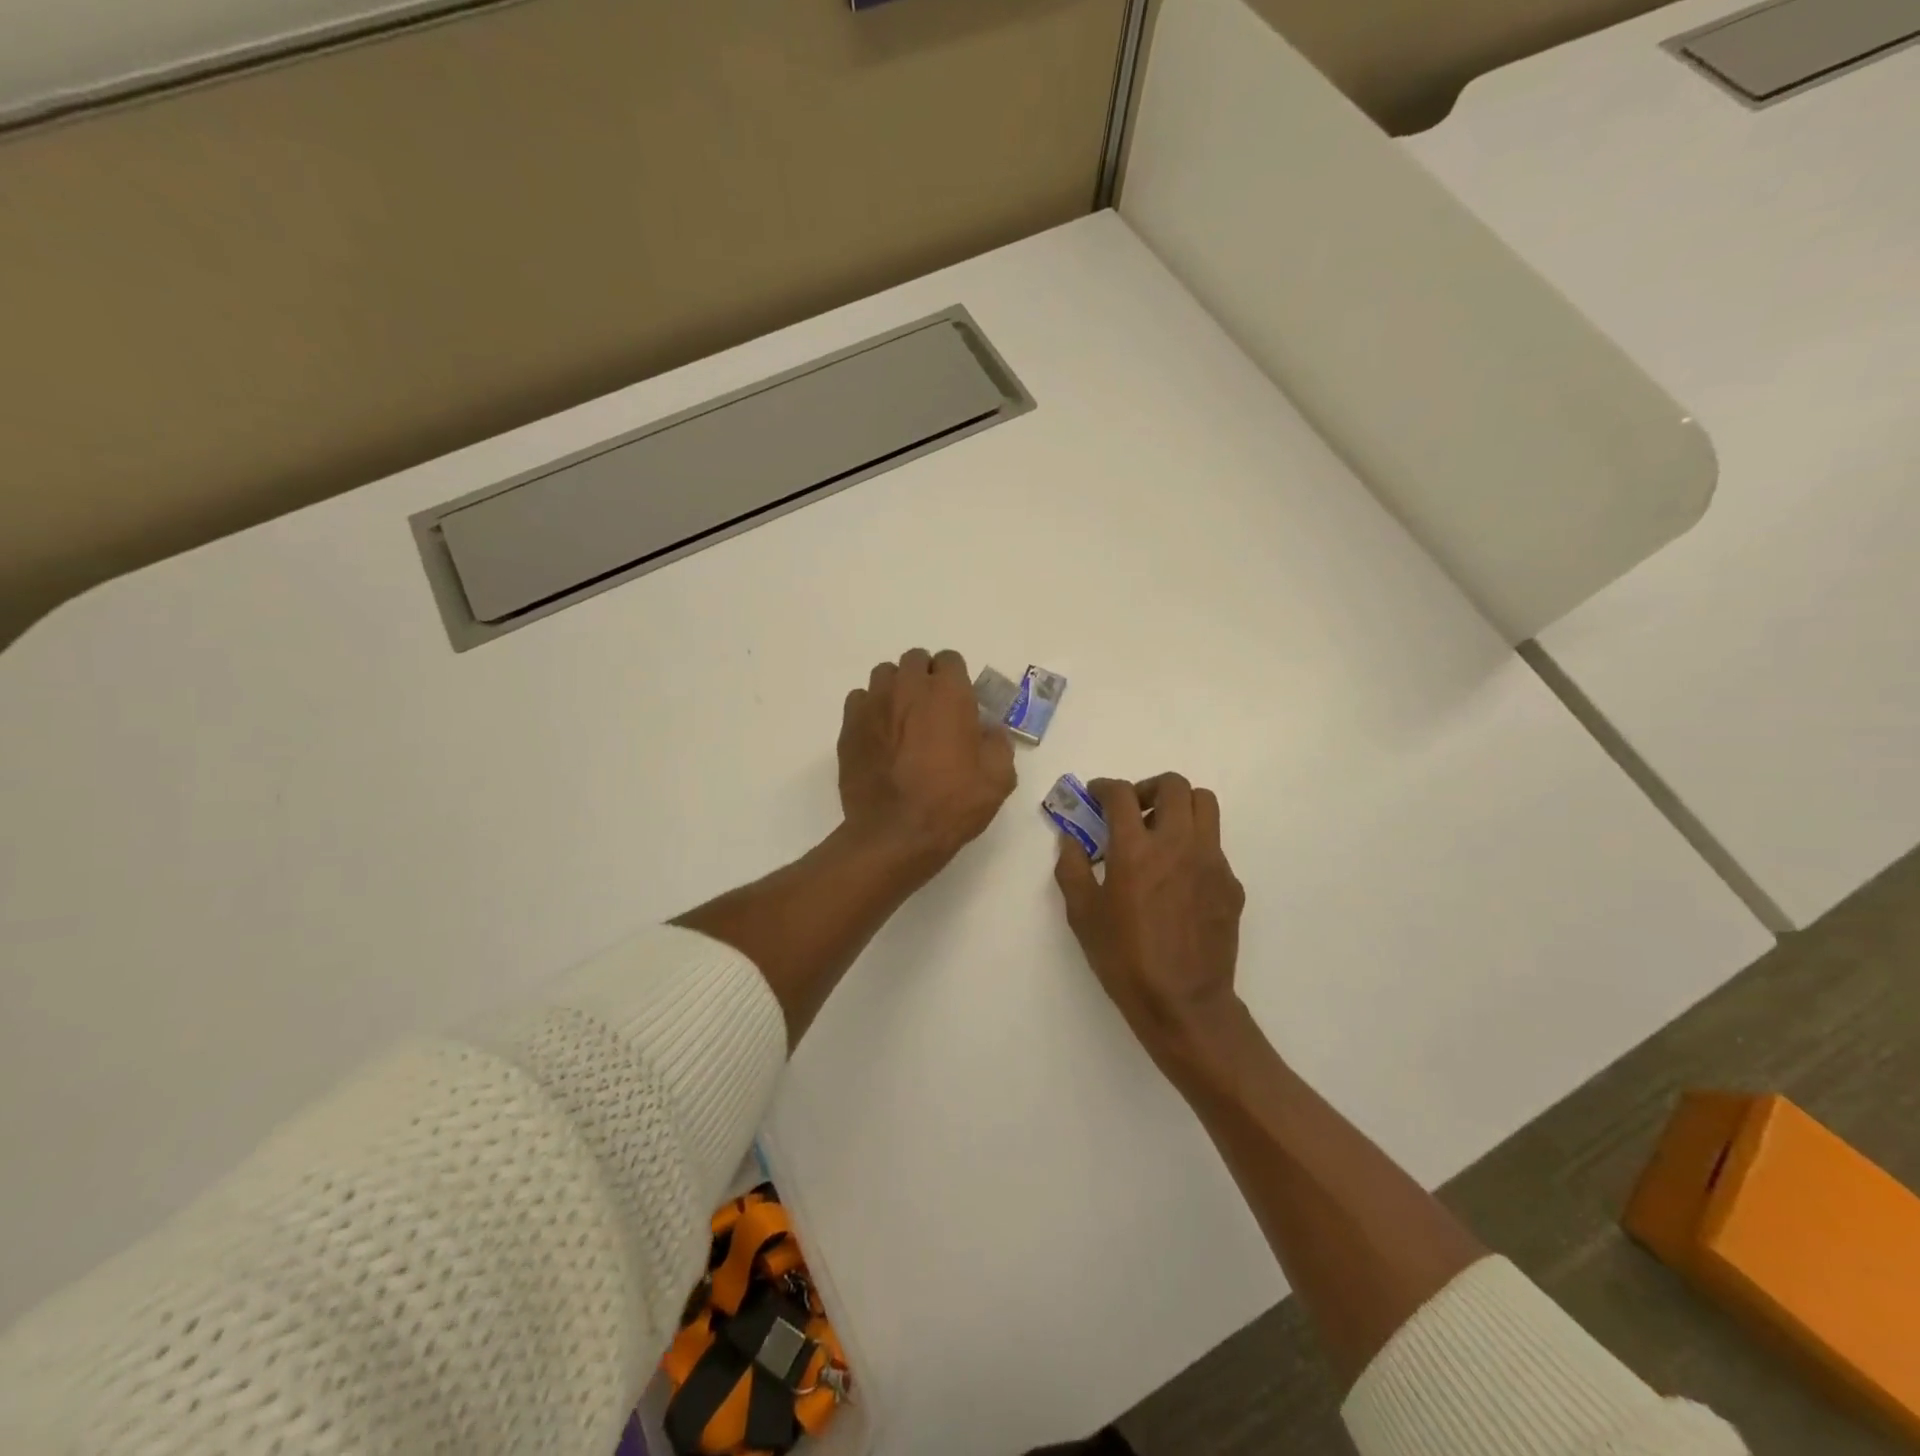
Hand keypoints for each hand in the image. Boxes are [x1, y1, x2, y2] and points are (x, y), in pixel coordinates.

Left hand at [838, 648, 1016, 874]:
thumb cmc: (951, 804)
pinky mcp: (849, 726)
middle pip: (915, 660)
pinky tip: (878, 735)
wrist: (895, 834)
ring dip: (896, 688)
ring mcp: (874, 704)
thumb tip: (989, 730)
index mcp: (948, 694)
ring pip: (884, 675)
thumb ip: (999, 744)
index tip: (959, 702)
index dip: (956, 678)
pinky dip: (870, 709)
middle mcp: (908, 688)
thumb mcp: (998, 779)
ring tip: (902, 719)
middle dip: (925, 677)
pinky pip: (859, 700)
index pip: (950, 660)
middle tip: (932, 710)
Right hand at [1053, 774, 1246, 1078]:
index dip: (1104, 787)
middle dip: (1149, 787)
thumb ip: (1072, 868)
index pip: (1122, 794)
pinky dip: (1193, 845)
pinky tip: (1178, 879)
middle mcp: (1178, 844)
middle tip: (1133, 810)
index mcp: (1136, 850)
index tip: (1096, 795)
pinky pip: (1214, 845)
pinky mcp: (1231, 883)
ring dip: (1179, 807)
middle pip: (1174, 785)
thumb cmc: (1124, 959)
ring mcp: (1211, 861)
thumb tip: (1071, 840)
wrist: (1183, 1003)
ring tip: (1160, 833)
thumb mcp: (1082, 915)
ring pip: (1204, 805)